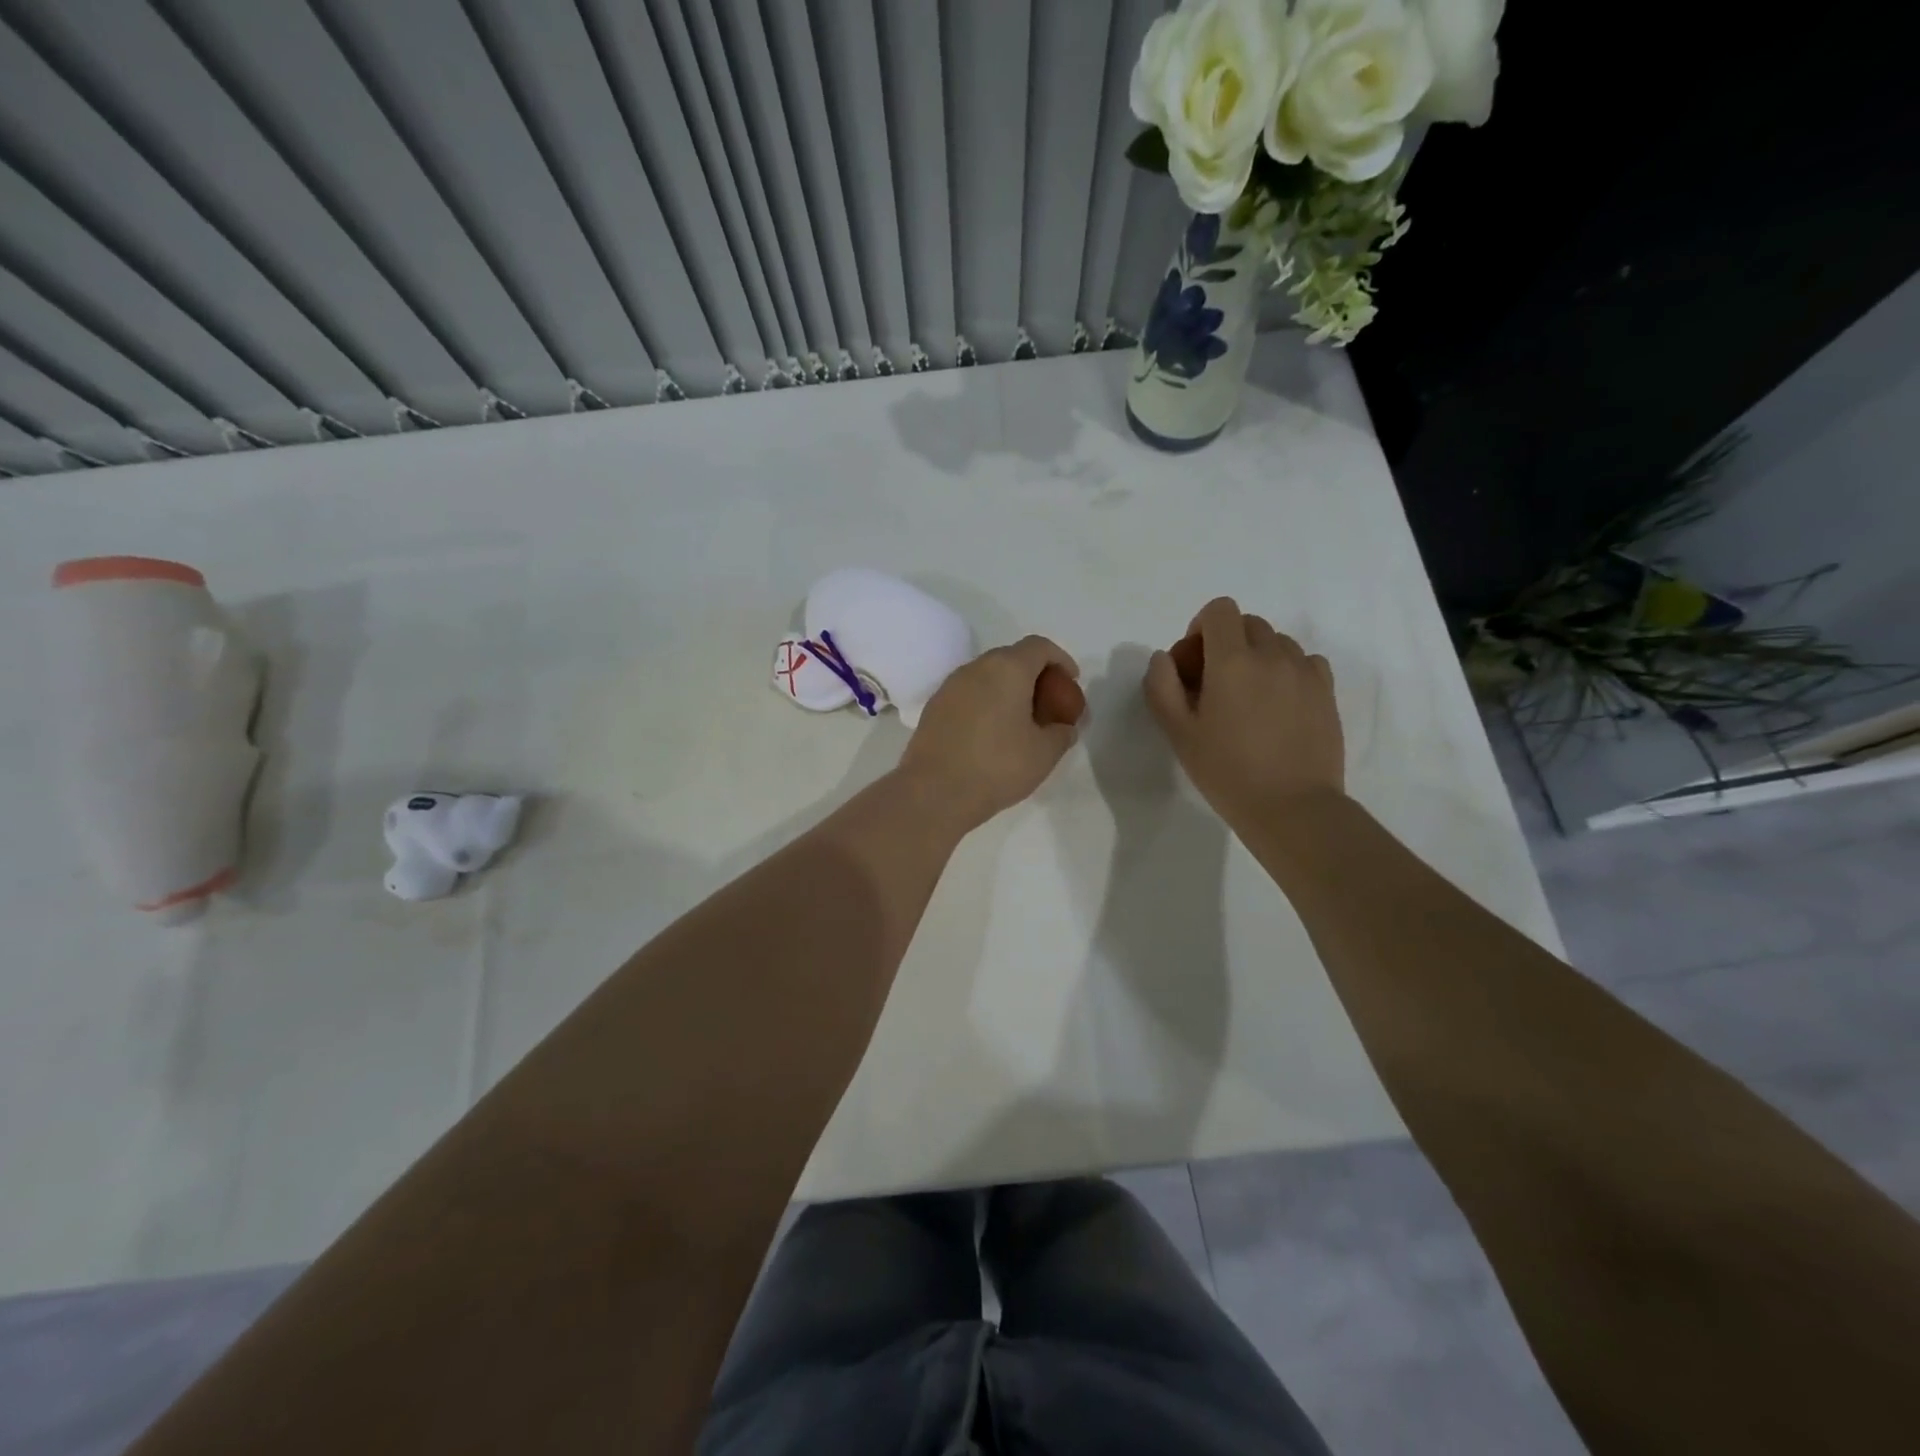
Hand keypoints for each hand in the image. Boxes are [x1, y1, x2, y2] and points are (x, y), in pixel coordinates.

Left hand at [898, 636, 1080, 831]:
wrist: (935, 791)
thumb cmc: (997, 766)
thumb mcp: (1044, 753)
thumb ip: (1062, 733)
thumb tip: (1064, 728)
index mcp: (1007, 669)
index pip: (1039, 647)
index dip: (1060, 660)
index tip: (1071, 683)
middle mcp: (976, 668)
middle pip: (1012, 658)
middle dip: (1035, 676)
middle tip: (1048, 705)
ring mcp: (950, 686)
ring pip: (987, 677)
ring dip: (1008, 691)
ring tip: (1021, 722)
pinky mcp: (934, 707)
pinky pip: (968, 695)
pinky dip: (986, 704)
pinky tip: (991, 734)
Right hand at [1145, 597, 1343, 831]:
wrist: (1292, 807)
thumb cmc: (1227, 771)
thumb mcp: (1178, 733)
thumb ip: (1162, 687)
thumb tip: (1164, 658)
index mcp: (1232, 661)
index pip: (1220, 610)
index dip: (1201, 627)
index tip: (1195, 661)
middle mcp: (1273, 655)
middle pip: (1249, 623)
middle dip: (1227, 642)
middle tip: (1216, 684)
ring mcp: (1305, 672)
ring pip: (1278, 642)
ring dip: (1258, 656)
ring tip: (1249, 698)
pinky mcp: (1327, 692)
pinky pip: (1305, 661)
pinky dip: (1288, 670)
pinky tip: (1279, 704)